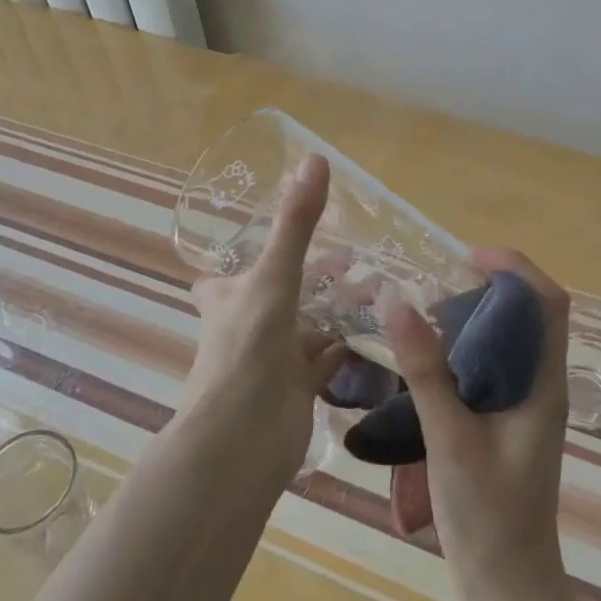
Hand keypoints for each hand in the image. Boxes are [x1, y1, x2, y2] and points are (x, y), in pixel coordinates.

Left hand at [182, 154, 345, 479]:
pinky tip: (368, 334)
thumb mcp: (272, 277)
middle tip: (352, 254)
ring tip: (376, 285)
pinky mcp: (295, 391)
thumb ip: (295, 224)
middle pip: (276, 293)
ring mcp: (271, 361)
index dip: (242, 256)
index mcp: (227, 299)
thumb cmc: (247, 350)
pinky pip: (322, 362)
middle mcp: (245, 327)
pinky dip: (342, 348)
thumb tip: (315, 159)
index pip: (223, 274)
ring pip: (305, 326)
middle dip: (310, 276)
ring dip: (334, 309)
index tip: (274, 236)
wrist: (242, 442)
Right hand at [384, 248, 571, 600]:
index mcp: (543, 384)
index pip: (549, 302)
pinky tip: (428, 361)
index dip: (515, 267)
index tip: (467, 257)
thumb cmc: (488, 516)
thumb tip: (397, 302)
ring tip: (425, 314)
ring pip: (509, 340)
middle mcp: (541, 387)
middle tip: (436, 284)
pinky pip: (492, 367)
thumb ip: (425, 371)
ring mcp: (526, 407)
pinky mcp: (507, 423)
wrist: (509, 589)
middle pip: (529, 314)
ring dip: (475, 317)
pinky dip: (465, 348)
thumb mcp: (450, 438)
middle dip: (489, 286)